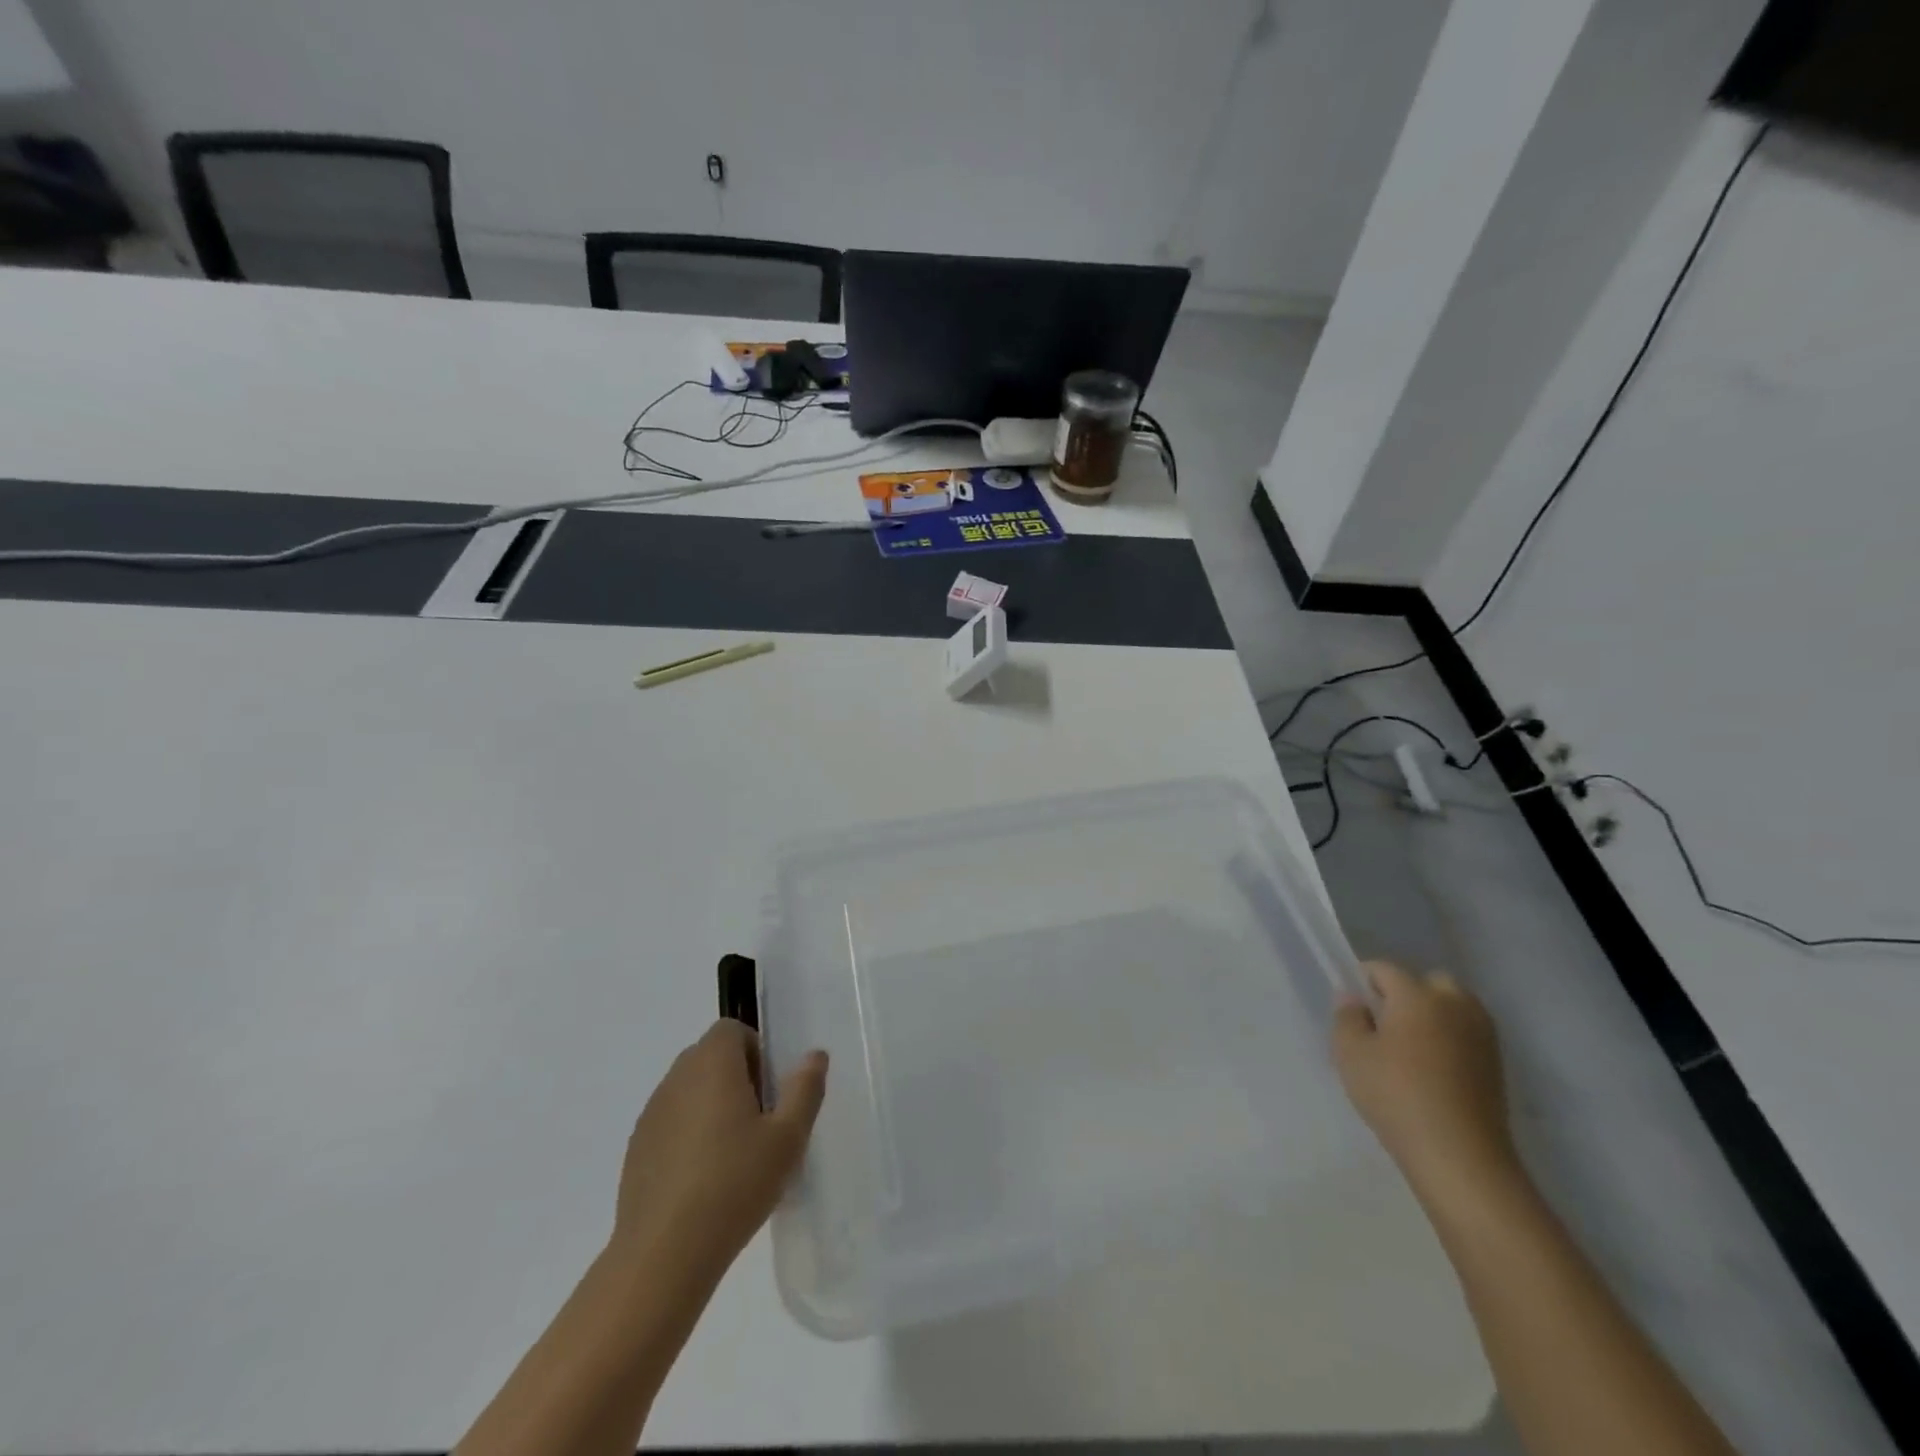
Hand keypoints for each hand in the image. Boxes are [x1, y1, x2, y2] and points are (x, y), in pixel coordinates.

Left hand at [611, 1019, 827, 1281]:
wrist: (663, 1255)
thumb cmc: (735, 1184)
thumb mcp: (788, 1137)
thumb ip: (805, 1088)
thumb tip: (814, 1055)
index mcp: (712, 1064)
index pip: (731, 1029)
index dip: (755, 1051)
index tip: (771, 1091)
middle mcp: (676, 1079)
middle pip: (710, 1057)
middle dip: (737, 1078)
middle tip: (761, 1123)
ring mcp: (651, 1115)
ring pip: (689, 1091)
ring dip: (712, 1107)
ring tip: (734, 1155)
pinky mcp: (636, 1151)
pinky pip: (670, 1124)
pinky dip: (689, 1136)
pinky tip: (704, 1181)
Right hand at [1332, 961, 1517, 1200]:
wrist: (1459, 1156)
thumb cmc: (1396, 1095)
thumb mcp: (1350, 1054)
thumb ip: (1347, 1017)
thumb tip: (1354, 998)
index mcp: (1417, 995)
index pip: (1384, 969)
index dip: (1363, 982)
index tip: (1353, 1009)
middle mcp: (1455, 1004)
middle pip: (1428, 982)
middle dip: (1406, 994)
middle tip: (1385, 1025)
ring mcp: (1482, 1034)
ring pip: (1454, 1007)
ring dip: (1433, 1016)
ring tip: (1411, 1049)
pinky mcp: (1497, 1064)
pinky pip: (1467, 1034)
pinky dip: (1450, 1040)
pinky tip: (1434, 1070)